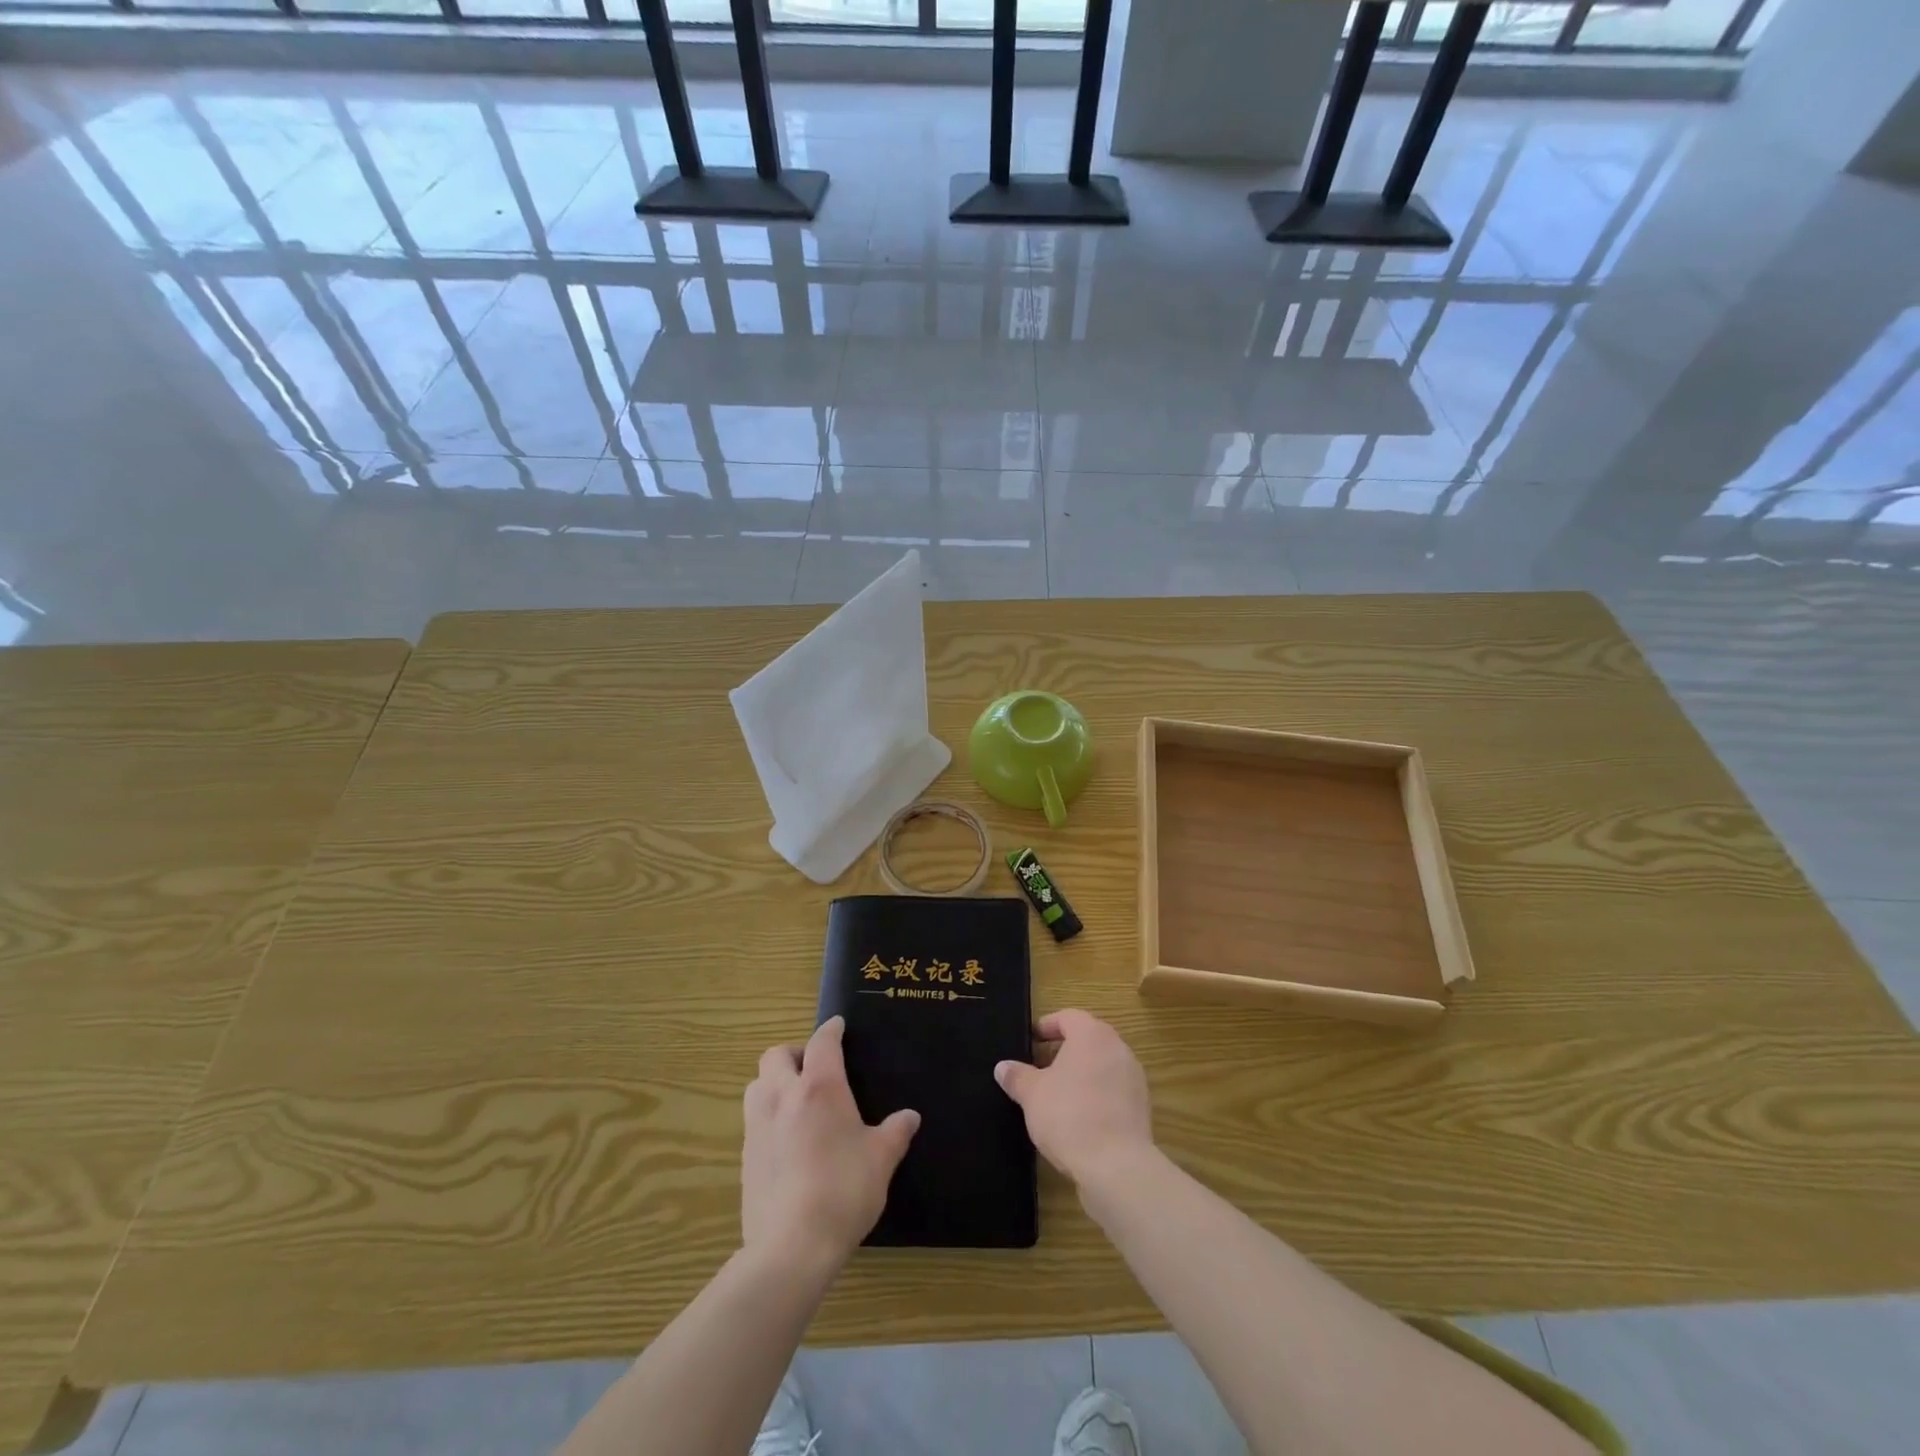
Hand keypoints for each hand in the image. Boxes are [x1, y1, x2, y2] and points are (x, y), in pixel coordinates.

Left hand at [741, 1016, 919, 1270]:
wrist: (792, 1246)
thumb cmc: (844, 1190)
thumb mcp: (881, 1160)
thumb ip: (895, 1132)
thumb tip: (910, 1117)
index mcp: (819, 1088)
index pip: (822, 1042)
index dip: (831, 1030)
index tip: (838, 1026)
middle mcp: (783, 1096)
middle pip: (776, 1055)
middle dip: (794, 1053)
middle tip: (814, 1068)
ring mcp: (758, 1125)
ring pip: (757, 1083)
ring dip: (773, 1081)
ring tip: (795, 1099)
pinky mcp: (745, 1156)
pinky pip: (753, 1118)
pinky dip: (767, 1115)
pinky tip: (786, 1139)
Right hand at [994, 1009, 1154, 1190]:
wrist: (1116, 1167)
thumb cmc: (1069, 1116)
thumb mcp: (1032, 1094)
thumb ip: (1017, 1076)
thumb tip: (1003, 1067)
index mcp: (1092, 1034)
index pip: (1068, 1017)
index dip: (1047, 1026)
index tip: (1030, 1041)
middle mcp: (1118, 1048)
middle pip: (1087, 1039)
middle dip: (1062, 1050)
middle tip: (1039, 1067)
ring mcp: (1134, 1077)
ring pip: (1101, 1064)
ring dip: (1080, 1073)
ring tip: (1056, 1094)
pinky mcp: (1141, 1107)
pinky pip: (1113, 1089)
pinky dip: (1096, 1094)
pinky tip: (1078, 1117)